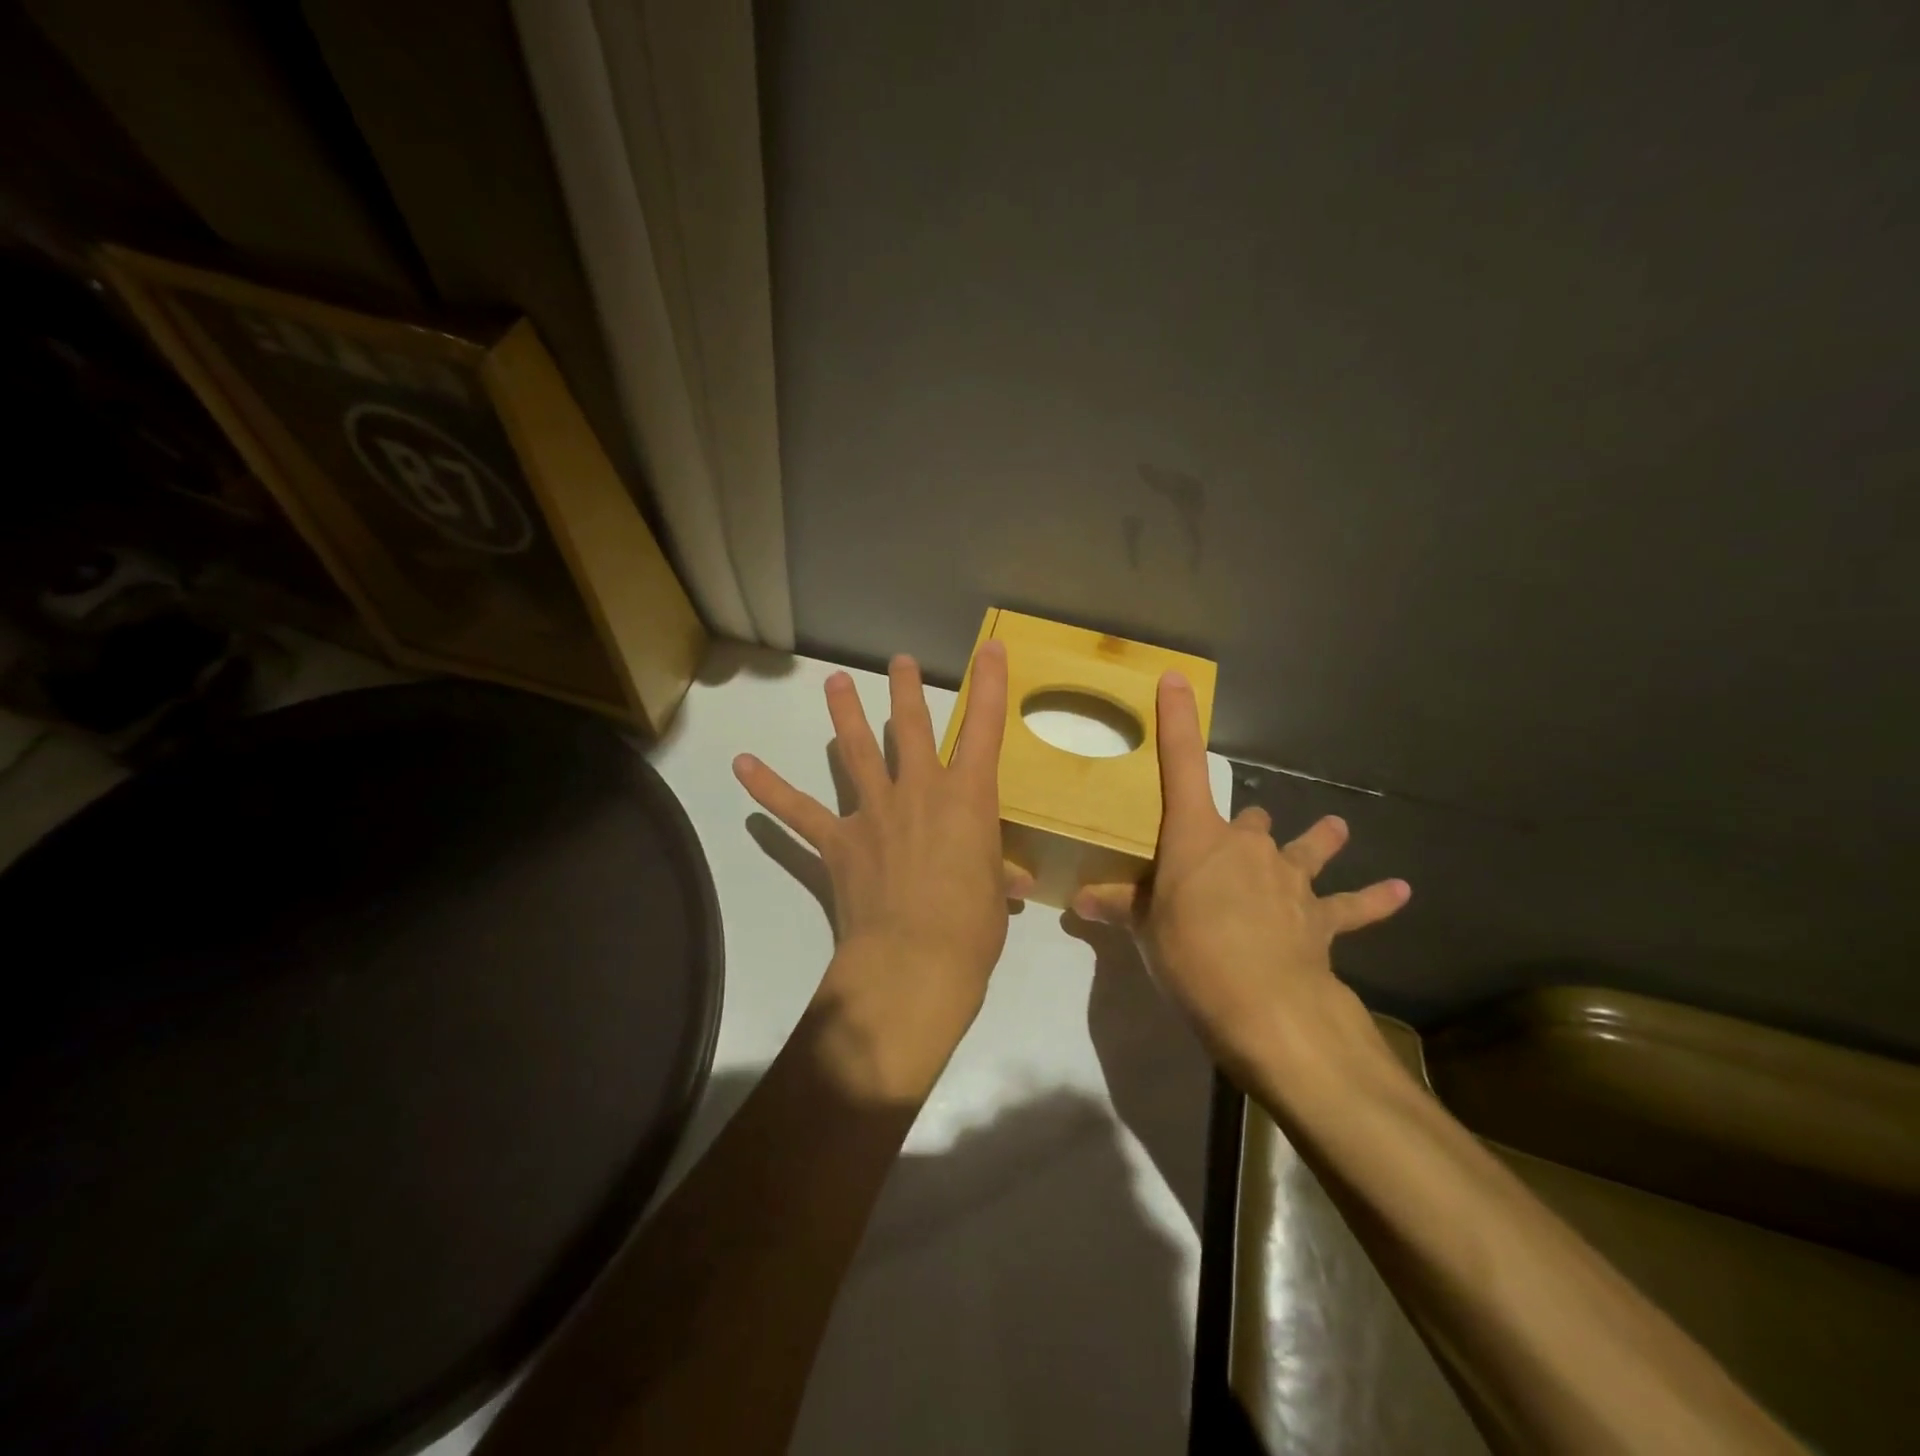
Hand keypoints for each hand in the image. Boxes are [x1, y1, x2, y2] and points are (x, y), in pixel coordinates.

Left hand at [734, 647, 1025, 1097]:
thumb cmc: (971, 929)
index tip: (991, 648)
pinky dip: (769, 788)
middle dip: (906, 690)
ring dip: (845, 714)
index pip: (985, 729)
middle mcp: (920, 791)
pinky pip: (797, 811)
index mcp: (968, 798)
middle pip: (912, 727)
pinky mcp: (837, 841)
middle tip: (899, 661)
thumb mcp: (993, 895)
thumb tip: (1012, 882)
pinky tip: (743, 765)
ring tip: (833, 682)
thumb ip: (995, 874)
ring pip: (856, 751)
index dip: (991, 685)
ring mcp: (874, 812)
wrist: (914, 962)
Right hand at [1072, 671, 1410, 1085]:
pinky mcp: (1322, 918)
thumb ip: (1118, 908)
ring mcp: (1290, 879)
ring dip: (1318, 840)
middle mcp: (1248, 846)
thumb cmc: (1190, 953)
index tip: (1175, 680)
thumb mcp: (1144, 931)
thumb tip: (1077, 902)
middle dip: (1243, 827)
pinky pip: (1353, 905)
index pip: (1181, 765)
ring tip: (1334, 829)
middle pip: (1248, 818)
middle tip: (1232, 845)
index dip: (1178, 721)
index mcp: (1198, 838)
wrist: (1264, 1004)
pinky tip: (1400, 892)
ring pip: (1306, 848)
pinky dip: (1374, 899)